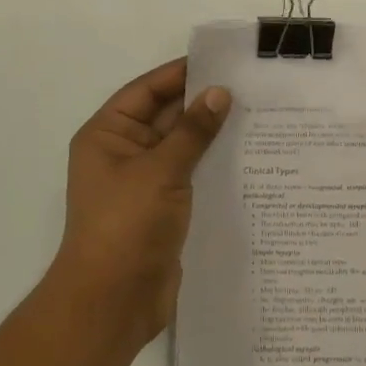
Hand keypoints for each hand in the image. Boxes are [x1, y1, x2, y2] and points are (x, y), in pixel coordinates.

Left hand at [49, 58, 231, 353]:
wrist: (112, 303)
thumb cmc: (127, 225)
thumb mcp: (161, 170)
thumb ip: (192, 131)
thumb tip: (219, 93)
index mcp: (108, 134)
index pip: (147, 90)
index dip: (181, 74)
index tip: (221, 62)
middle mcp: (123, 152)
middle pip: (165, 116)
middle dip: (202, 103)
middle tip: (250, 87)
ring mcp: (143, 182)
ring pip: (180, 146)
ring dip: (211, 134)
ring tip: (257, 116)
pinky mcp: (162, 208)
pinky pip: (189, 175)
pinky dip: (212, 164)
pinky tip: (248, 157)